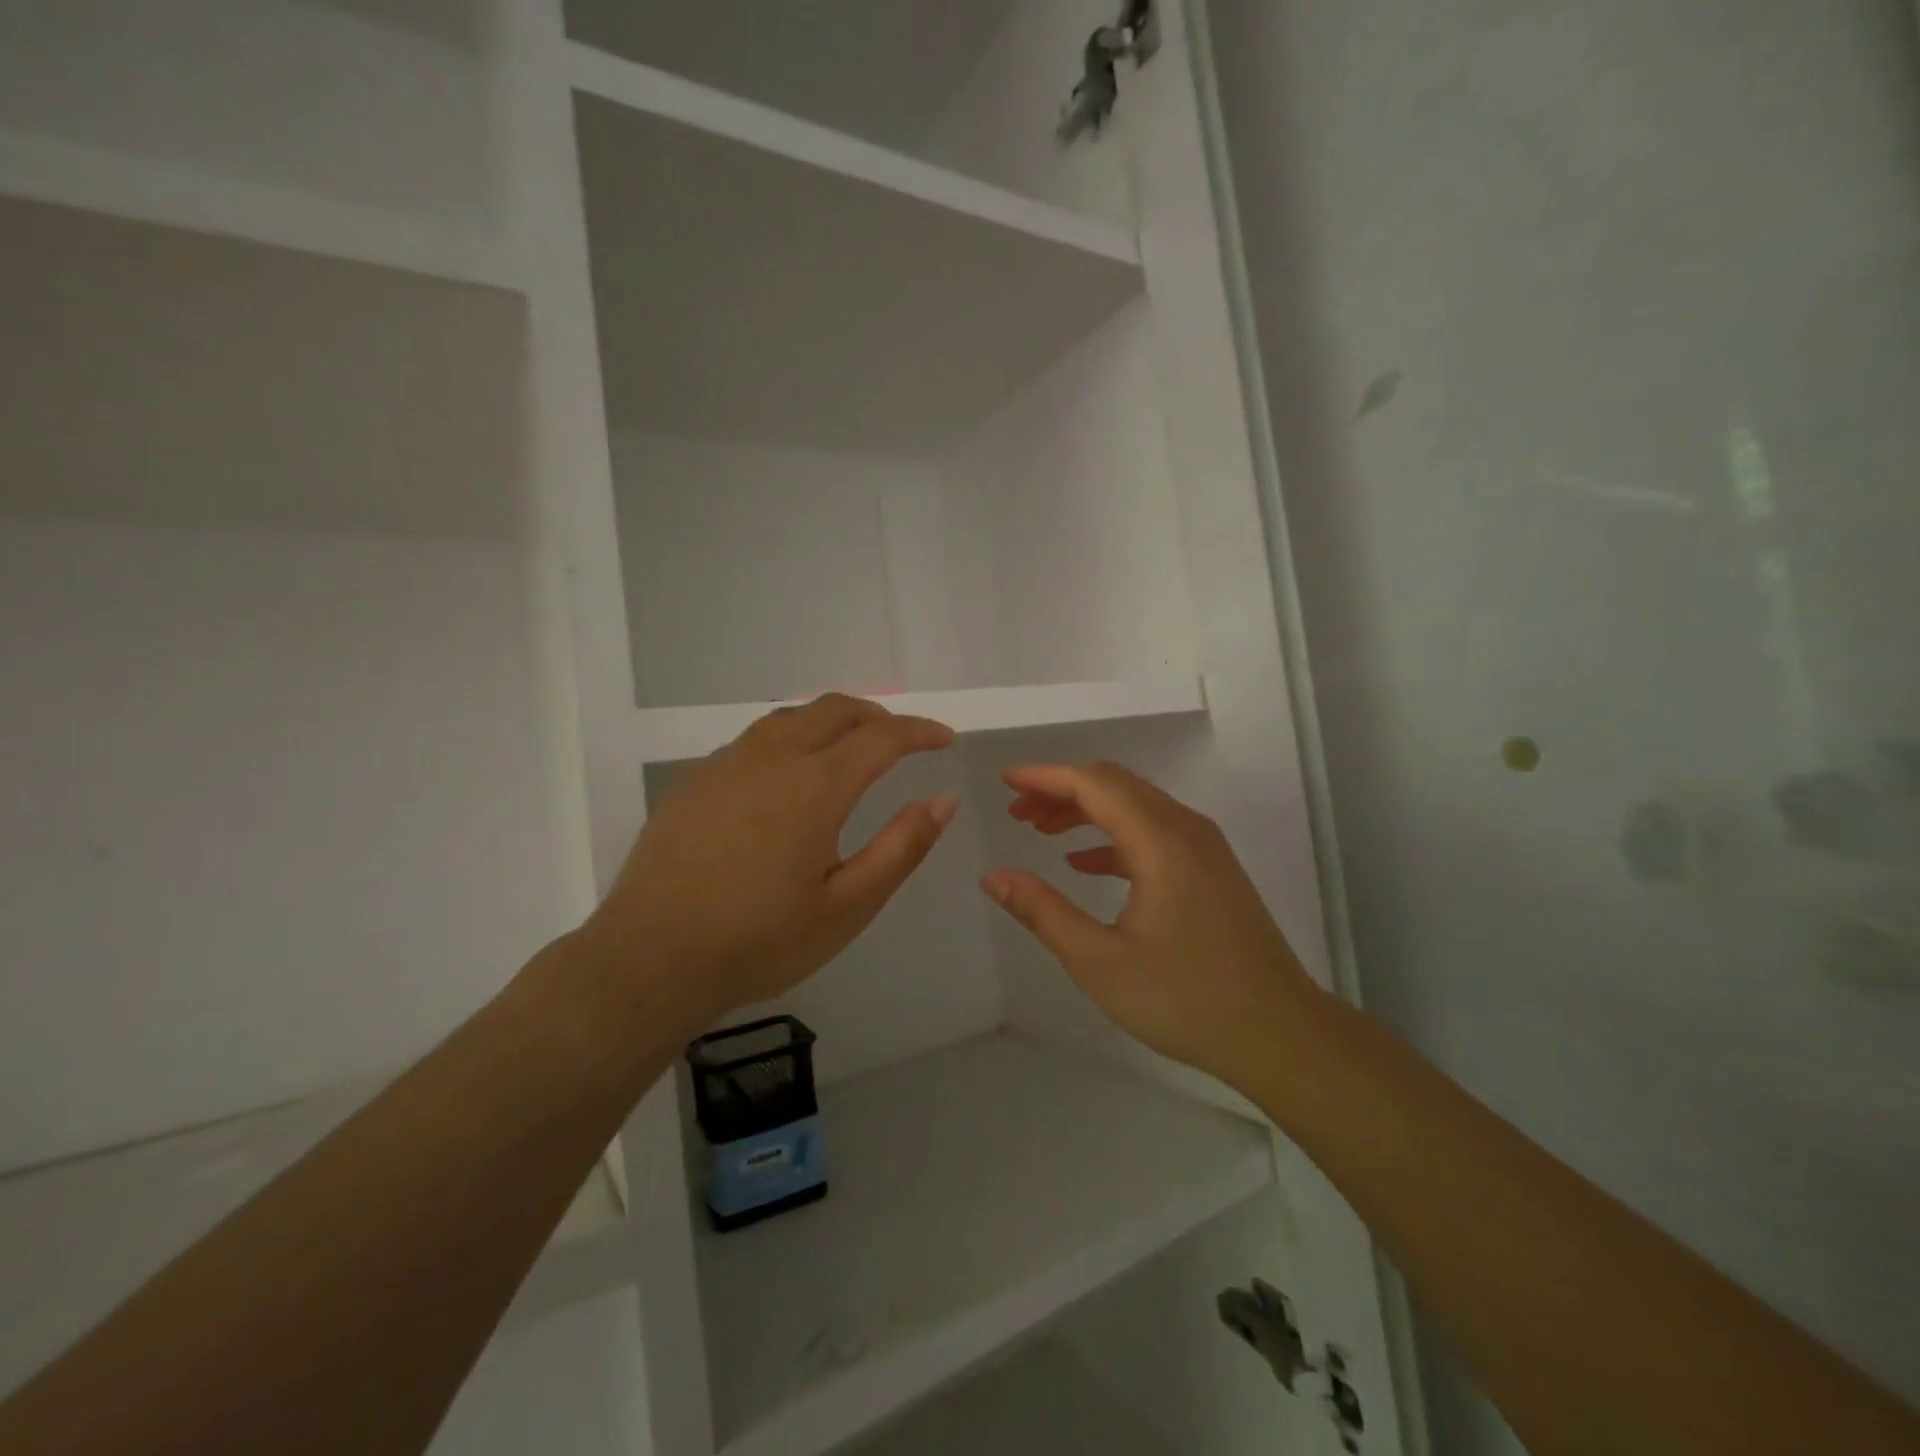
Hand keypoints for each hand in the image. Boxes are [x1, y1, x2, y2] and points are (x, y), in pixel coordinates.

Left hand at [581, 695, 957, 1031]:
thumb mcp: (848, 906)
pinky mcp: (695, 780)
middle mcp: (772, 757)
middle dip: (879, 716)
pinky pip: (756, 740)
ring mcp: (727, 764)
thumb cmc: (759, 941)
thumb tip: (944, 799)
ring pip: (792, 717)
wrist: (649, 959)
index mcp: (815, 785)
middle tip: (903, 742)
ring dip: (833, 722)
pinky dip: (792, 740)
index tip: (945, 740)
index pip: (882, 736)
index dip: (920, 732)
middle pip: (836, 709)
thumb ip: (902, 847)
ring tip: (851, 751)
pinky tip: (788, 779)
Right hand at [980, 762, 1322, 1092]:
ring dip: (1086, 811)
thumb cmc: (1186, 999)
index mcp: (1161, 841)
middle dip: (1061, 789)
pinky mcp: (1211, 870)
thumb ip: (1043, 912)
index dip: (1045, 776)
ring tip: (1040, 829)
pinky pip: (1153, 832)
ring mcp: (1204, 849)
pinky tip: (1084, 864)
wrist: (1280, 1034)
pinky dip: (1113, 837)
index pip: (1094, 784)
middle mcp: (1186, 830)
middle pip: (1115, 785)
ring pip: (1135, 806)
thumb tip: (993, 877)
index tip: (1005, 782)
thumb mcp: (1100, 961)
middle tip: (1016, 810)